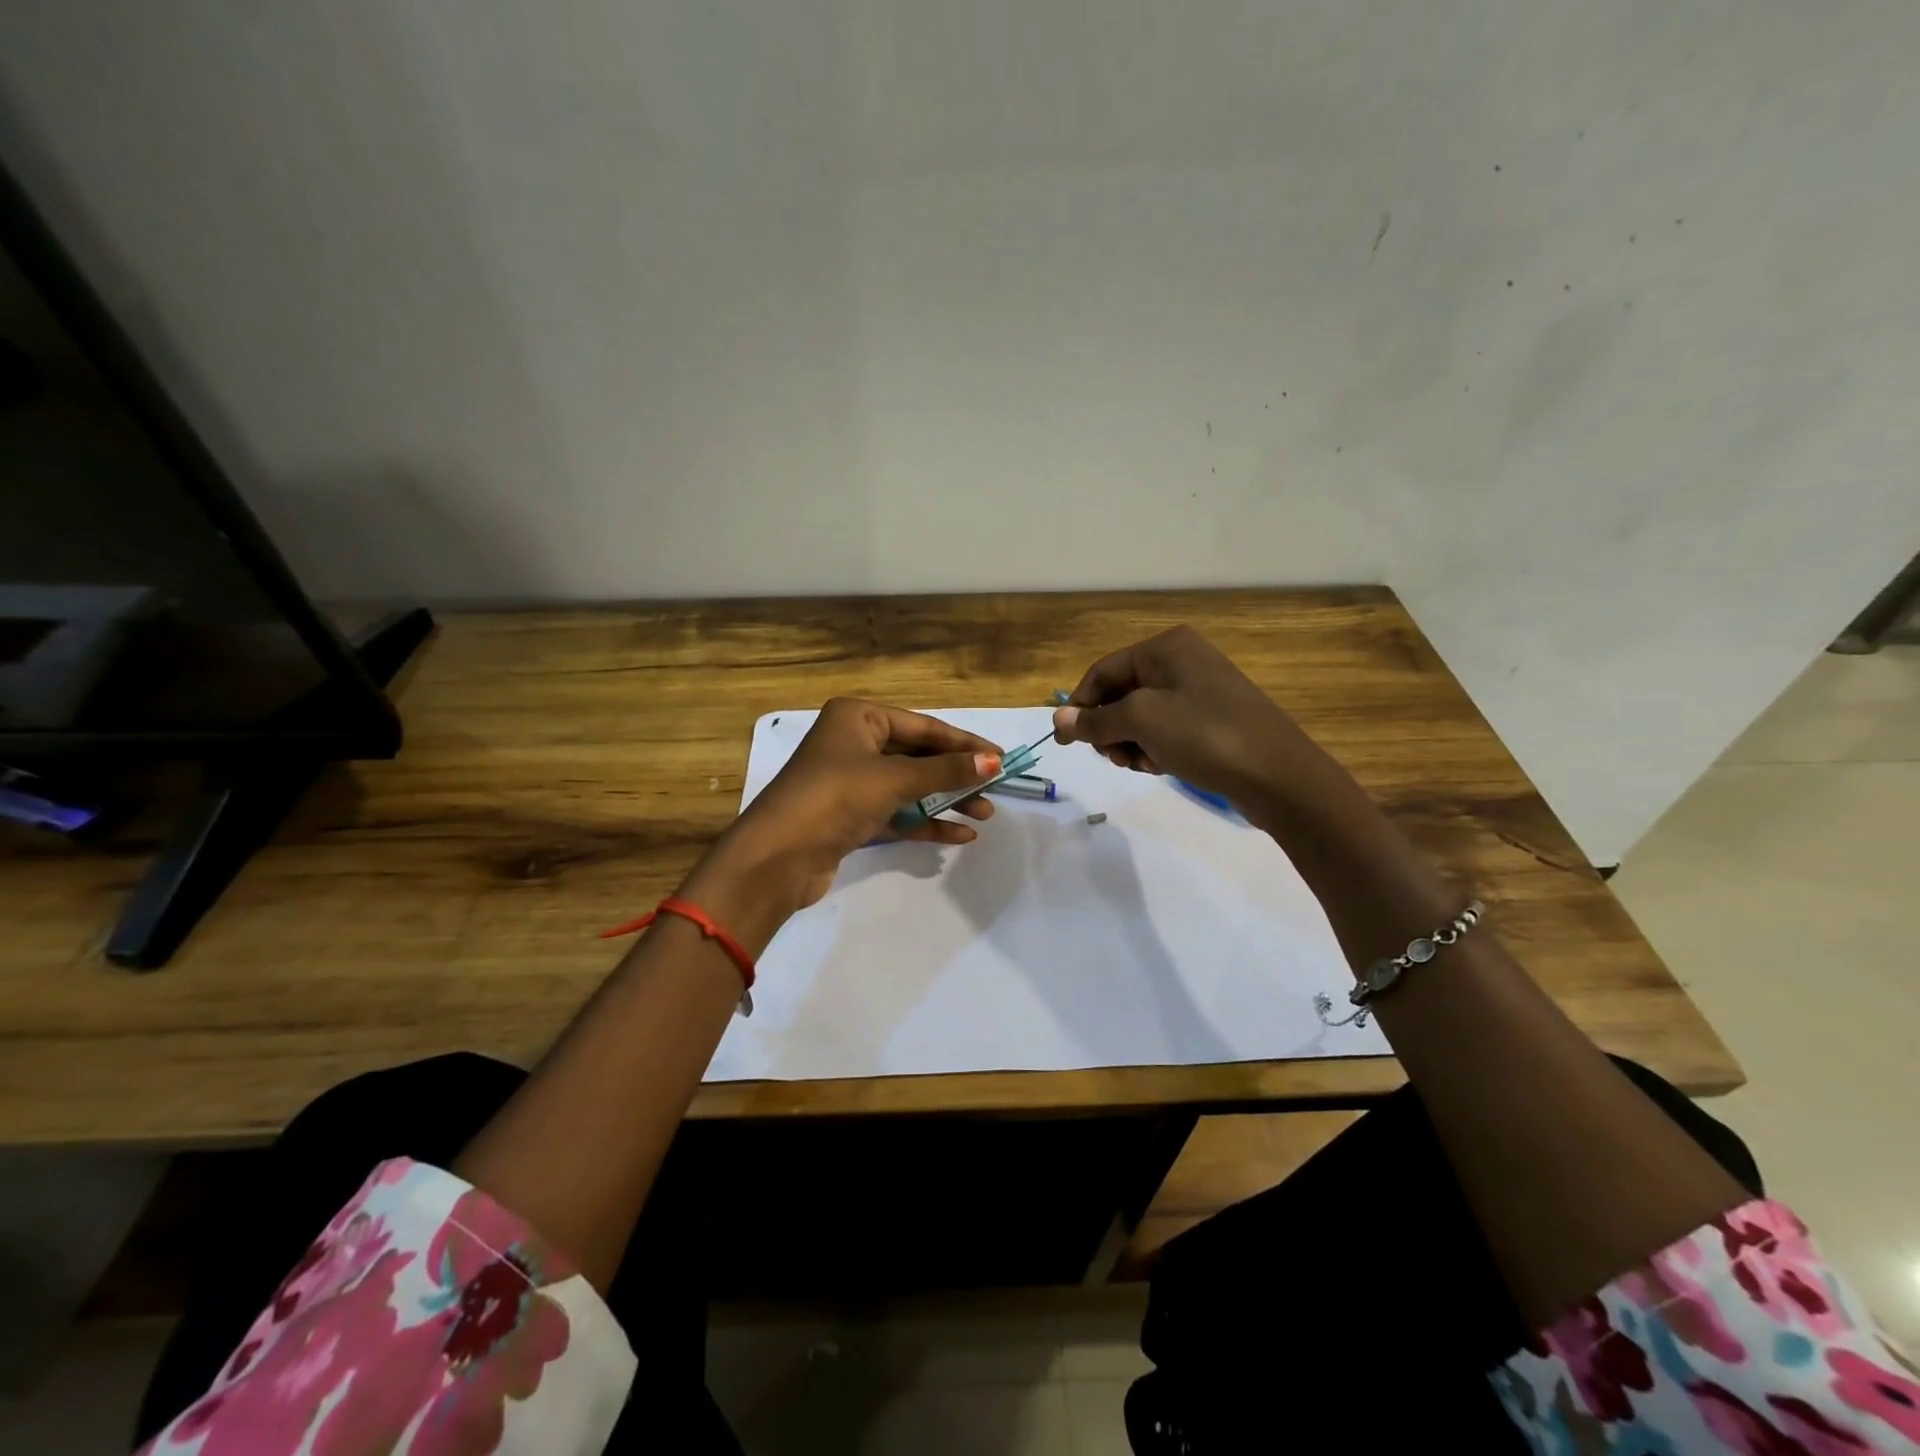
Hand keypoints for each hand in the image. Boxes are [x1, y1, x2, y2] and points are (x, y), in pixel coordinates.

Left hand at [679, 699, 1002, 951]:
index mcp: (858, 716)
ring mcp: (851, 781)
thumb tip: (994, 761)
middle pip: (918, 756)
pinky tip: (958, 835)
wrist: (776, 857)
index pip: (924, 726)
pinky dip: (925, 822)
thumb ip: (946, 771)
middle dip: (956, 775)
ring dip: (946, 800)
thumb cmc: (835, 798)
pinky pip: (897, 813)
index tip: (1001, 758)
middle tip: (994, 791)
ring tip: (984, 815)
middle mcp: (853, 742)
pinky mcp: (850, 816)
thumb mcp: (894, 779)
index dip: (965, 743)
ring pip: (909, 786)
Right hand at [1052, 626, 1327, 810]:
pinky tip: (1162, 766)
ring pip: (1142, 716)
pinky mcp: (1213, 720)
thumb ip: (1096, 720)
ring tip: (1142, 764)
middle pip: (1121, 694)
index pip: (1103, 672)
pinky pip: (1167, 730)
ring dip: (1131, 742)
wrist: (1279, 776)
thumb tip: (1058, 720)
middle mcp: (1183, 661)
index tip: (1065, 742)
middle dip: (1110, 727)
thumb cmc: (1205, 735)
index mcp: (1167, 647)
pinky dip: (1156, 748)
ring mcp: (1201, 691)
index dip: (1079, 707)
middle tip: (1113, 757)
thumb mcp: (1142, 722)